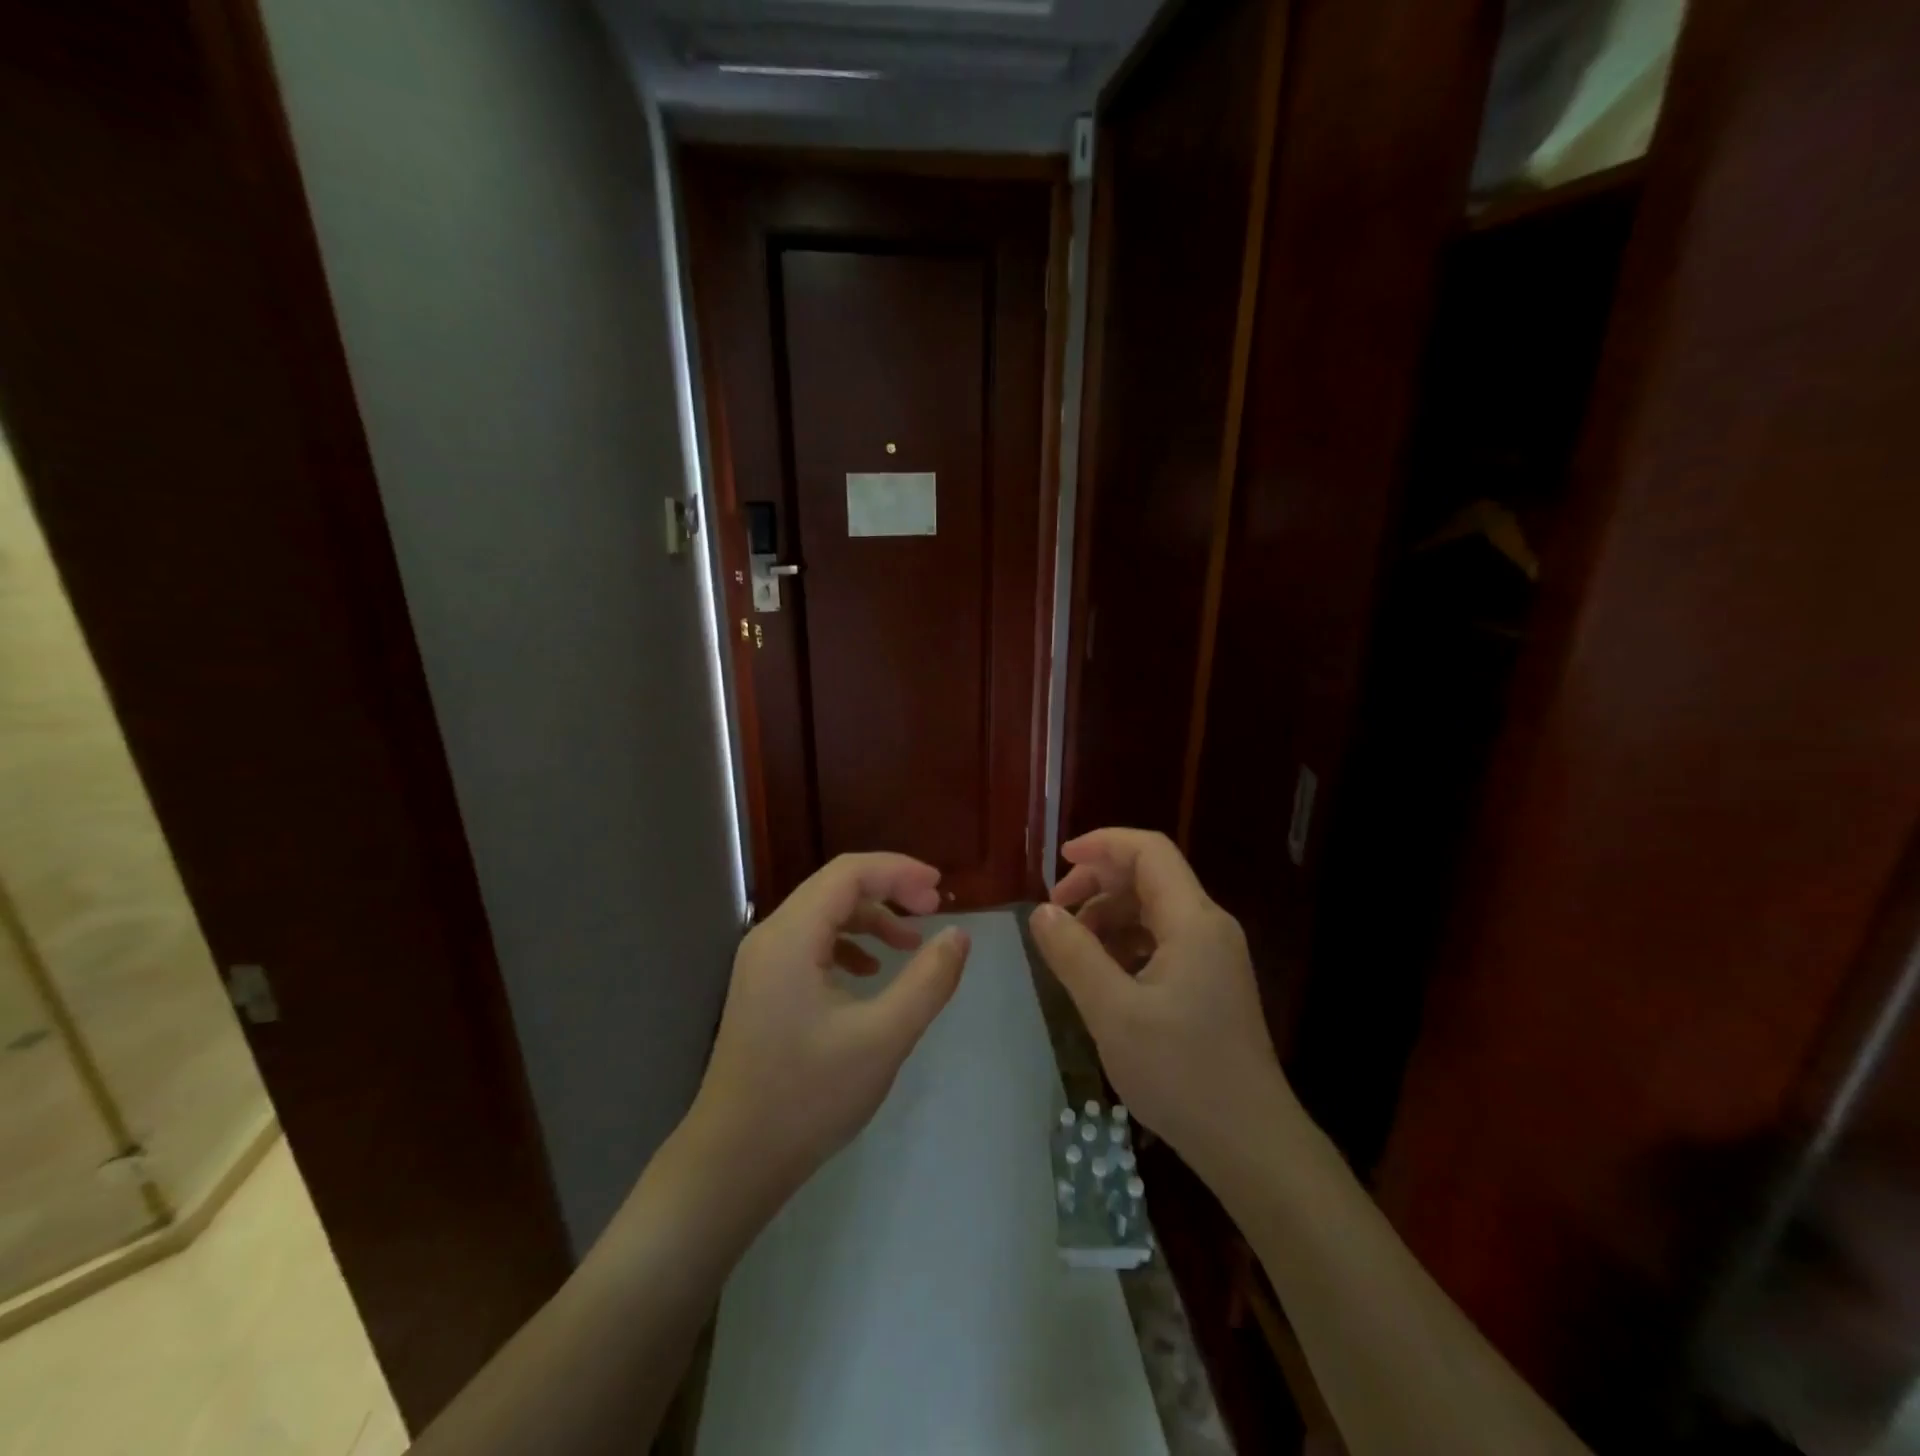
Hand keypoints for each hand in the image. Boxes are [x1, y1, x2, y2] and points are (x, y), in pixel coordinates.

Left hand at [688, 853, 970, 1197]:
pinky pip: (810, 943)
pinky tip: (869, 973)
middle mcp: (770, 937)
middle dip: (888, 890)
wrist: (733, 1161)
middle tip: (933, 910)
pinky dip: (847, 944)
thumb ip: (928, 981)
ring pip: (823, 914)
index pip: (849, 873)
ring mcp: (761, 962)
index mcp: (790, 937)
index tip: (940, 890)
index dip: (898, 871)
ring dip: (870, 918)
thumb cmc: (808, 1097)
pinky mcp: (763, 987)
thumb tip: (958, 935)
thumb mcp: (883, 1038)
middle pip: (834, 887)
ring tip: (910, 944)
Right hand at [1028, 829, 1291, 1176]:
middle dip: (1098, 882)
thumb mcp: (1113, 1012)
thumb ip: (1074, 955)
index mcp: (1193, 921)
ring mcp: (1213, 957)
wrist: (1252, 1145)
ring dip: (1109, 916)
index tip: (1059, 860)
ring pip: (1154, 910)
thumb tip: (1042, 912)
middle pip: (1150, 877)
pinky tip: (1101, 973)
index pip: (1149, 851)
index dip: (1102, 844)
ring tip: (1071, 947)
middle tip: (1055, 910)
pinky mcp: (1210, 983)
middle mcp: (1209, 927)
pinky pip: (1163, 941)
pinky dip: (1126, 943)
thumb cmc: (1181, 1074)